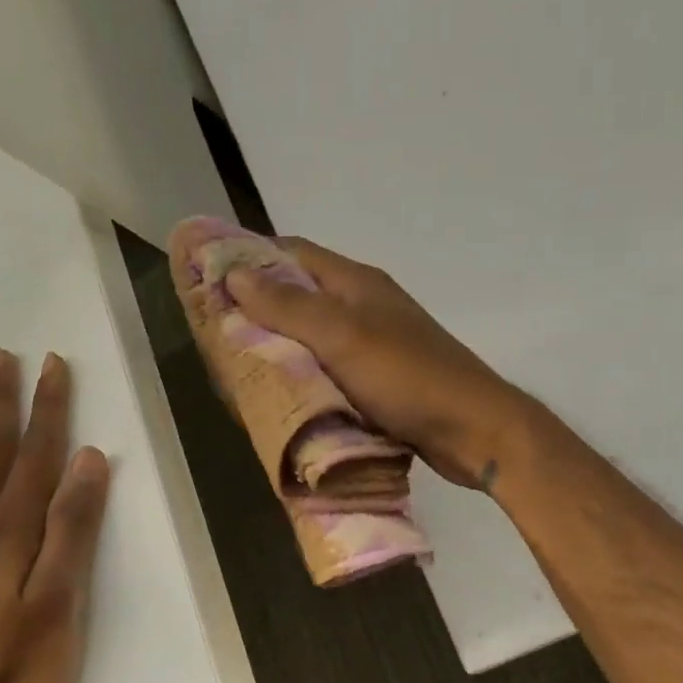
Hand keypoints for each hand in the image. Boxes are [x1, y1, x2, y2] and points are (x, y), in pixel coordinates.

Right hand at [226, 237, 532, 490]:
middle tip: (216, 331)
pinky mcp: (379, 379)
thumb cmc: (407, 377)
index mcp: (356, 283)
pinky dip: (303, 376)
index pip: (293, 252)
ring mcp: (373, 344)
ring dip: (279, 346)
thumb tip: (235, 273)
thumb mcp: (342, 336)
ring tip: (238, 365)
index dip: (250, 258)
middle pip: (300, 295)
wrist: (474, 430)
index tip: (208, 277)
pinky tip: (281, 393)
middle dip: (258, 308)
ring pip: (312, 335)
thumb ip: (288, 306)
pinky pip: (328, 369)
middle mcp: (363, 306)